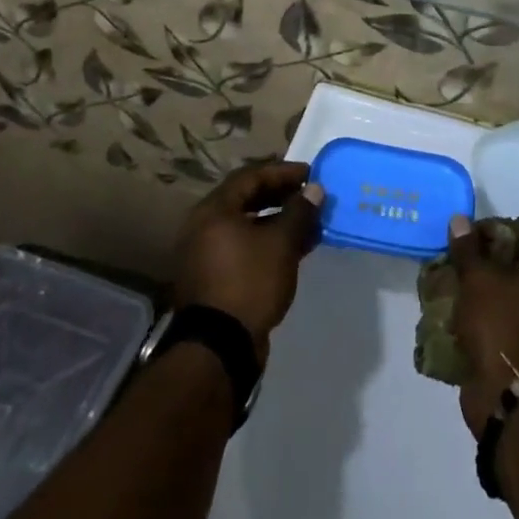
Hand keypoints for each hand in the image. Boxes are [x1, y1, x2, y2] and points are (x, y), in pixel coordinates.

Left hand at [174, 162, 323, 363]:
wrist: (219, 347)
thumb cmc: (249, 282)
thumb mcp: (281, 244)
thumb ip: (299, 212)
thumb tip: (314, 189)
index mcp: (214, 210)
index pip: (250, 177)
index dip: (282, 172)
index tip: (310, 174)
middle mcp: (204, 226)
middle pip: (246, 199)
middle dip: (281, 196)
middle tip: (309, 197)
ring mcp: (206, 254)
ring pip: (247, 226)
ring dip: (278, 222)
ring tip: (308, 225)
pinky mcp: (214, 278)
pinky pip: (243, 247)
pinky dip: (267, 243)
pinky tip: (293, 250)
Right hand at [447, 215, 518, 433]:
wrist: (513, 399)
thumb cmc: (502, 325)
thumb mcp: (478, 279)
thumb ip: (468, 249)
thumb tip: (460, 220)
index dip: (506, 230)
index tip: (478, 235)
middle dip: (495, 263)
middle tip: (466, 261)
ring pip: (518, 300)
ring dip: (493, 294)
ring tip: (462, 289)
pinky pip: (513, 328)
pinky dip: (494, 322)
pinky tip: (467, 319)